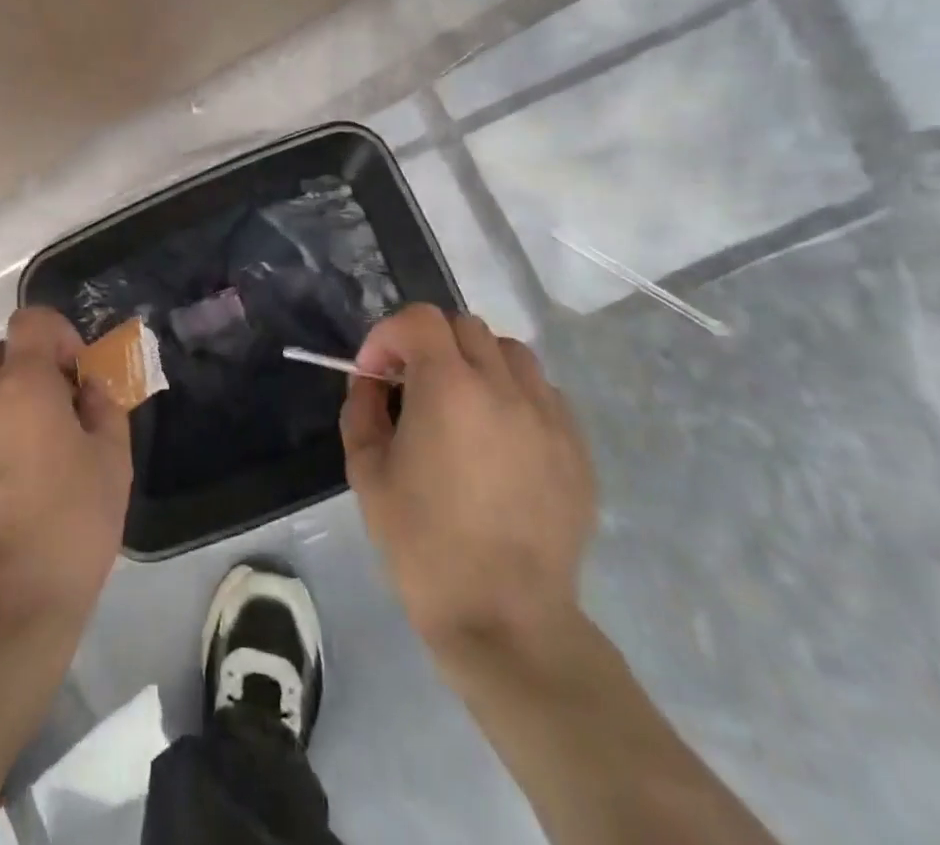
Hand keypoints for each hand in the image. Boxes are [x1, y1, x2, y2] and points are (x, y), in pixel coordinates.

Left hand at [0, 307, 131, 635]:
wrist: (1, 613)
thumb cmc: (70, 529)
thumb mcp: (112, 462)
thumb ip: (103, 406)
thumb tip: (86, 387)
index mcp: (21, 387)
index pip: (30, 321)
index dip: (57, 335)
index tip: (75, 374)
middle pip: (2, 358)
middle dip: (33, 374)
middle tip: (59, 420)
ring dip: (6, 412)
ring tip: (29, 468)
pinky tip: (1, 497)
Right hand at [340, 306, 596, 673]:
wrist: (504, 618)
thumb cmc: (423, 544)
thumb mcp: (366, 471)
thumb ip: (362, 410)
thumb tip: (372, 383)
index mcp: (449, 389)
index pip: (419, 320)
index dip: (387, 336)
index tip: (374, 374)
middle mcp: (504, 389)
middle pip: (464, 326)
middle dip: (427, 344)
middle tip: (410, 385)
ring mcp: (549, 417)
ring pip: (510, 352)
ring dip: (474, 361)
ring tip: (459, 404)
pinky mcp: (576, 448)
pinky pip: (542, 393)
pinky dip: (512, 395)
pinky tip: (496, 438)